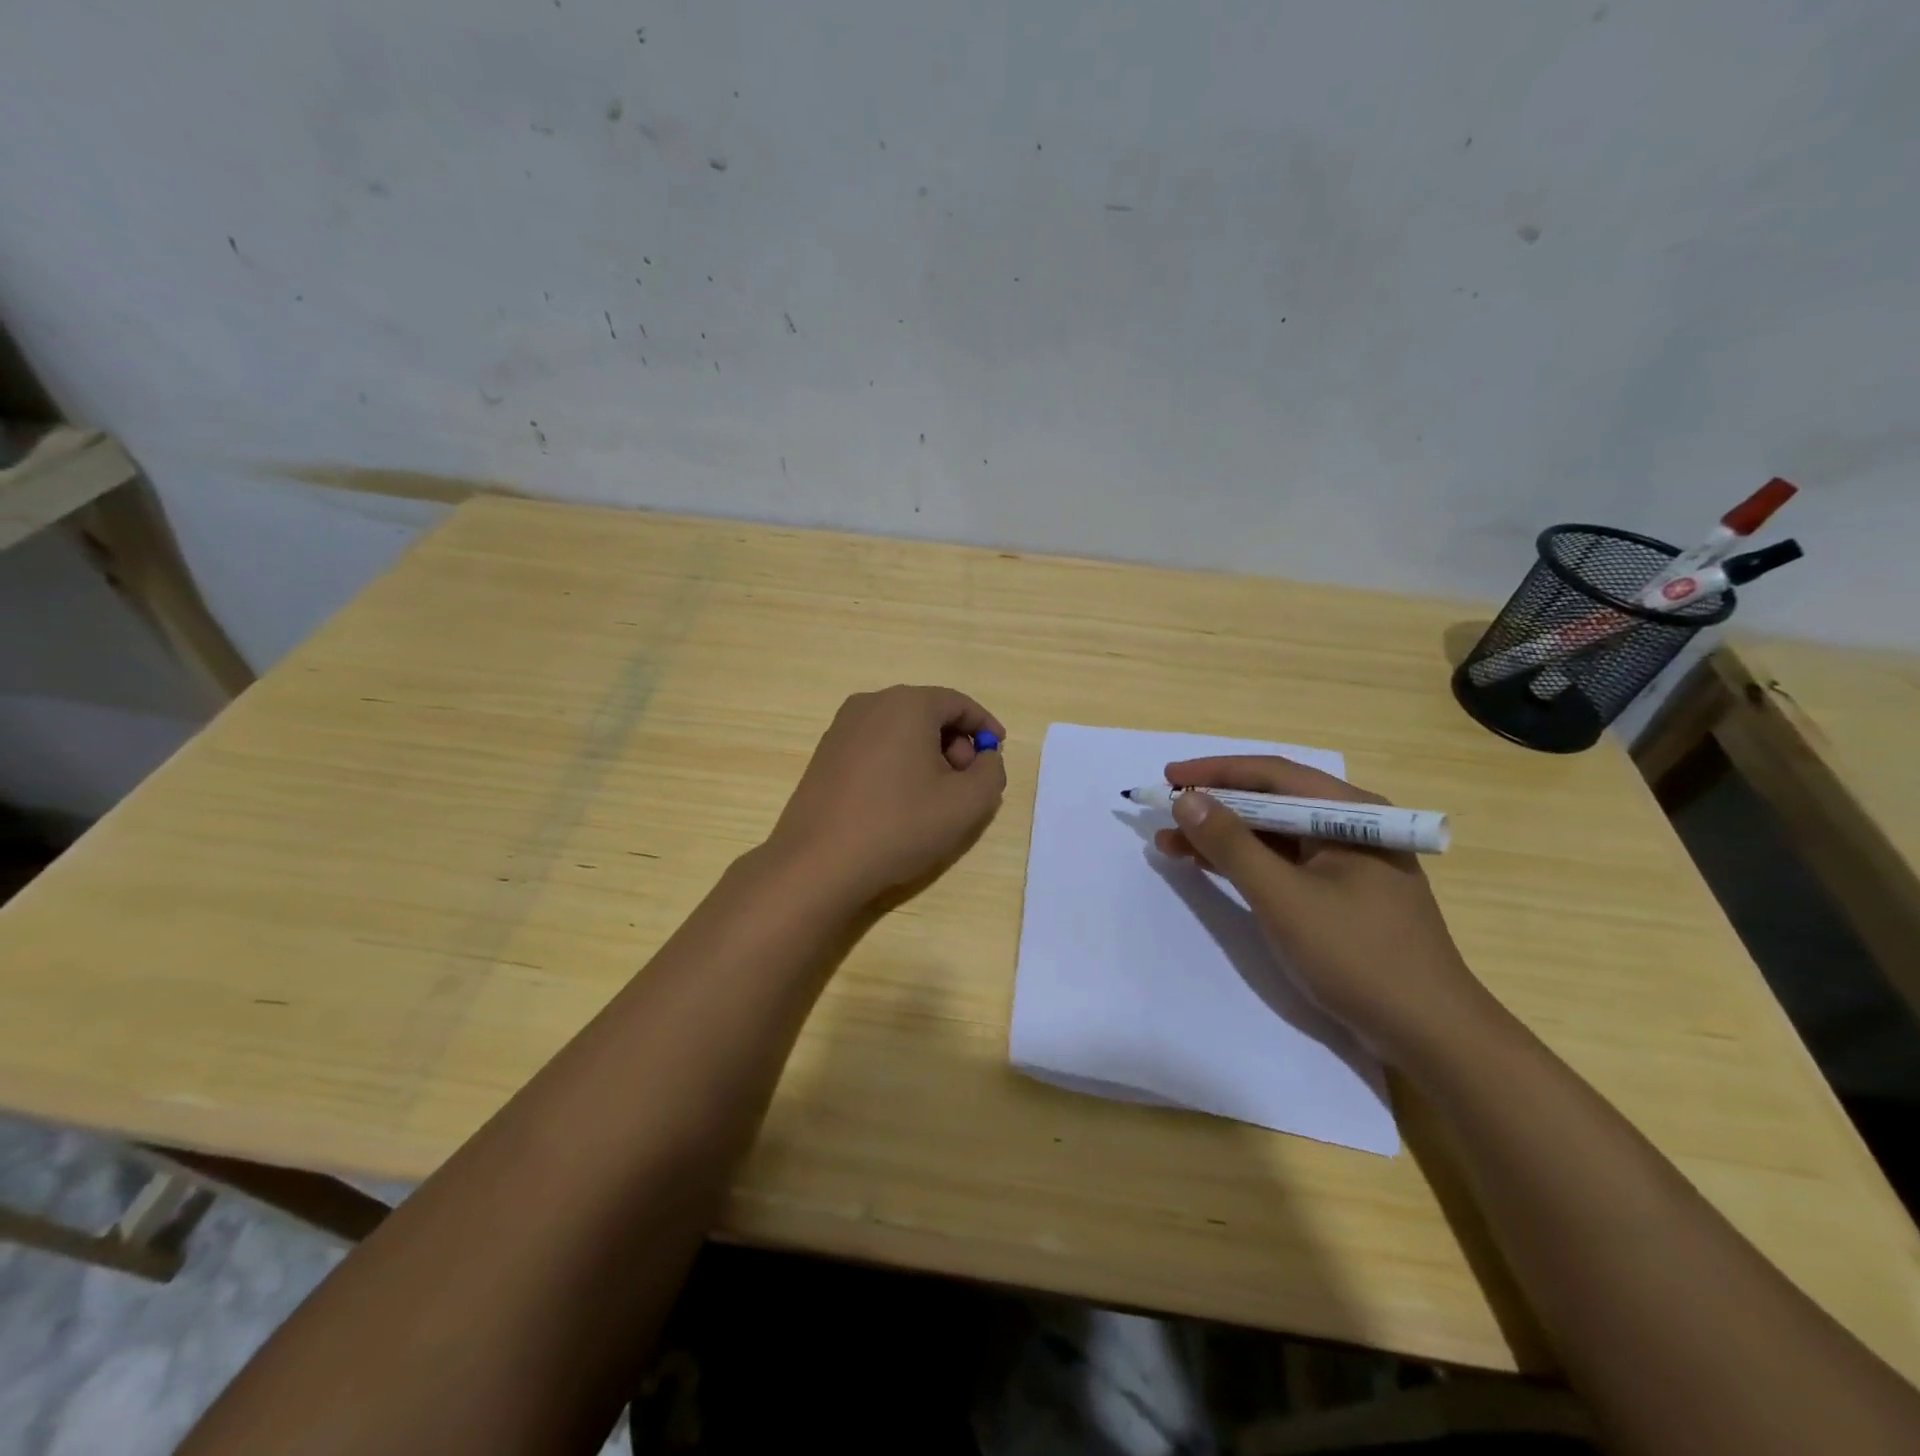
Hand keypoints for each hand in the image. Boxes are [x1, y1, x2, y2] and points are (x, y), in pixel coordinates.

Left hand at [767, 686, 1007, 906]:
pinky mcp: (825, 754)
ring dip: (927, 756)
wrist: (818, 862)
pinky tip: (899, 803)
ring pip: (901, 731)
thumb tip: (985, 758)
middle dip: (955, 744)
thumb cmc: (899, 825)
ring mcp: (842, 728)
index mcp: (907, 704)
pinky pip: (876, 746)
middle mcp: (871, 703)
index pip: (958, 703)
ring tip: (934, 799)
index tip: (998, 753)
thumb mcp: (966, 803)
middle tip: (966, 783)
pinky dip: (898, 764)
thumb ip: (991, 772)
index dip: (985, 727)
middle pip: (928, 713)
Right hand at [1153, 756, 1492, 1062]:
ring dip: (1222, 836)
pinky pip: (1282, 864)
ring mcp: (1346, 863)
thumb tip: (1186, 800)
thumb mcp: (1284, 897)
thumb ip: (1232, 845)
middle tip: (1164, 809)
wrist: (1429, 1034)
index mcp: (1351, 814)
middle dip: (1214, 805)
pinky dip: (1243, 863)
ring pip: (1273, 835)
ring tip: (1169, 841)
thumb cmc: (1357, 956)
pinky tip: (1206, 865)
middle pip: (1271, 801)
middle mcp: (1350, 827)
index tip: (1168, 777)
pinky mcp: (1338, 894)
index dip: (1215, 771)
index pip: (1272, 774)